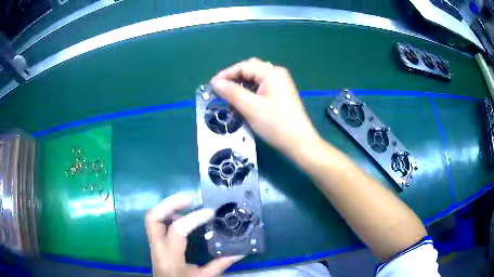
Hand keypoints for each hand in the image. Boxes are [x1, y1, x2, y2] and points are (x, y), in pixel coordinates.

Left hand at [145, 193, 242, 276]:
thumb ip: (220, 264)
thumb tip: (240, 252)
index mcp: (170, 257)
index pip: (178, 230)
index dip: (194, 218)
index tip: (211, 212)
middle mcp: (158, 247)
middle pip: (153, 218)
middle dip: (170, 204)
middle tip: (190, 198)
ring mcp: (153, 244)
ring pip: (152, 217)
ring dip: (168, 206)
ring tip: (187, 203)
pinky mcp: (154, 243)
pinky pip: (157, 223)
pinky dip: (167, 214)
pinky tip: (181, 216)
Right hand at [210, 58, 320, 156]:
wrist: (299, 143)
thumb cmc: (276, 124)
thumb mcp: (250, 107)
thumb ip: (231, 92)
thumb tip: (215, 82)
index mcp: (272, 73)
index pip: (244, 66)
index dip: (226, 74)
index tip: (212, 85)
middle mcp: (278, 74)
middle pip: (251, 69)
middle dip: (234, 77)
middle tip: (220, 89)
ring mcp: (281, 84)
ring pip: (256, 78)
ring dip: (241, 85)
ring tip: (229, 96)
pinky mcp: (281, 95)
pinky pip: (262, 87)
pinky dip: (250, 91)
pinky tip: (243, 101)